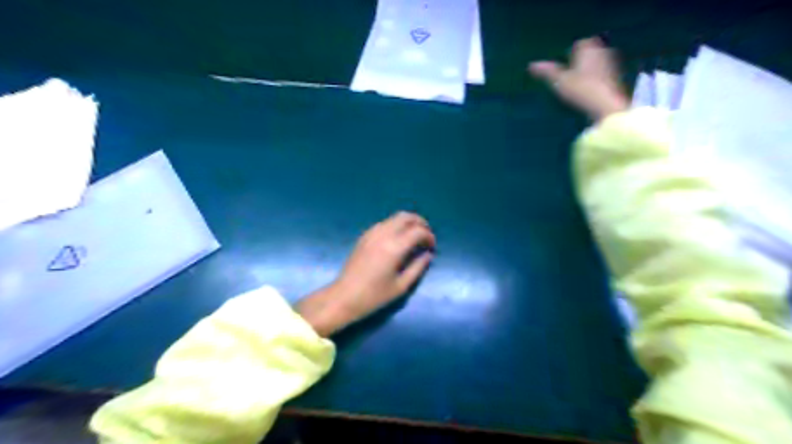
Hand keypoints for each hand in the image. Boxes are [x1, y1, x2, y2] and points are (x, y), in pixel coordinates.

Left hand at [297, 212, 436, 335]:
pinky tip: (398, 240)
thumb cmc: (374, 296)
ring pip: (394, 217)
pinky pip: (384, 223)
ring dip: (407, 223)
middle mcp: (383, 234)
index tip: (432, 247)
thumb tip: (427, 255)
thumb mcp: (401, 286)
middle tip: (426, 236)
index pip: (418, 231)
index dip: (429, 236)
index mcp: (394, 247)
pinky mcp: (364, 236)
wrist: (344, 297)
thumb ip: (418, 267)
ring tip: (413, 238)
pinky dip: (395, 226)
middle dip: (420, 223)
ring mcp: (372, 233)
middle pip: (406, 216)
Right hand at [529, 37, 627, 120]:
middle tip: (572, 71)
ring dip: (590, 69)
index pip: (580, 43)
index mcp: (588, 48)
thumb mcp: (559, 81)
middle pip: (592, 51)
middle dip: (583, 59)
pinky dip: (597, 79)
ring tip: (579, 82)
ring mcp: (613, 64)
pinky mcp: (617, 78)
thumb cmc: (581, 89)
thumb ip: (547, 72)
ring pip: (599, 62)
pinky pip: (604, 74)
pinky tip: (590, 91)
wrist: (605, 105)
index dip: (572, 52)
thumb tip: (531, 65)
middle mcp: (603, 51)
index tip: (566, 61)